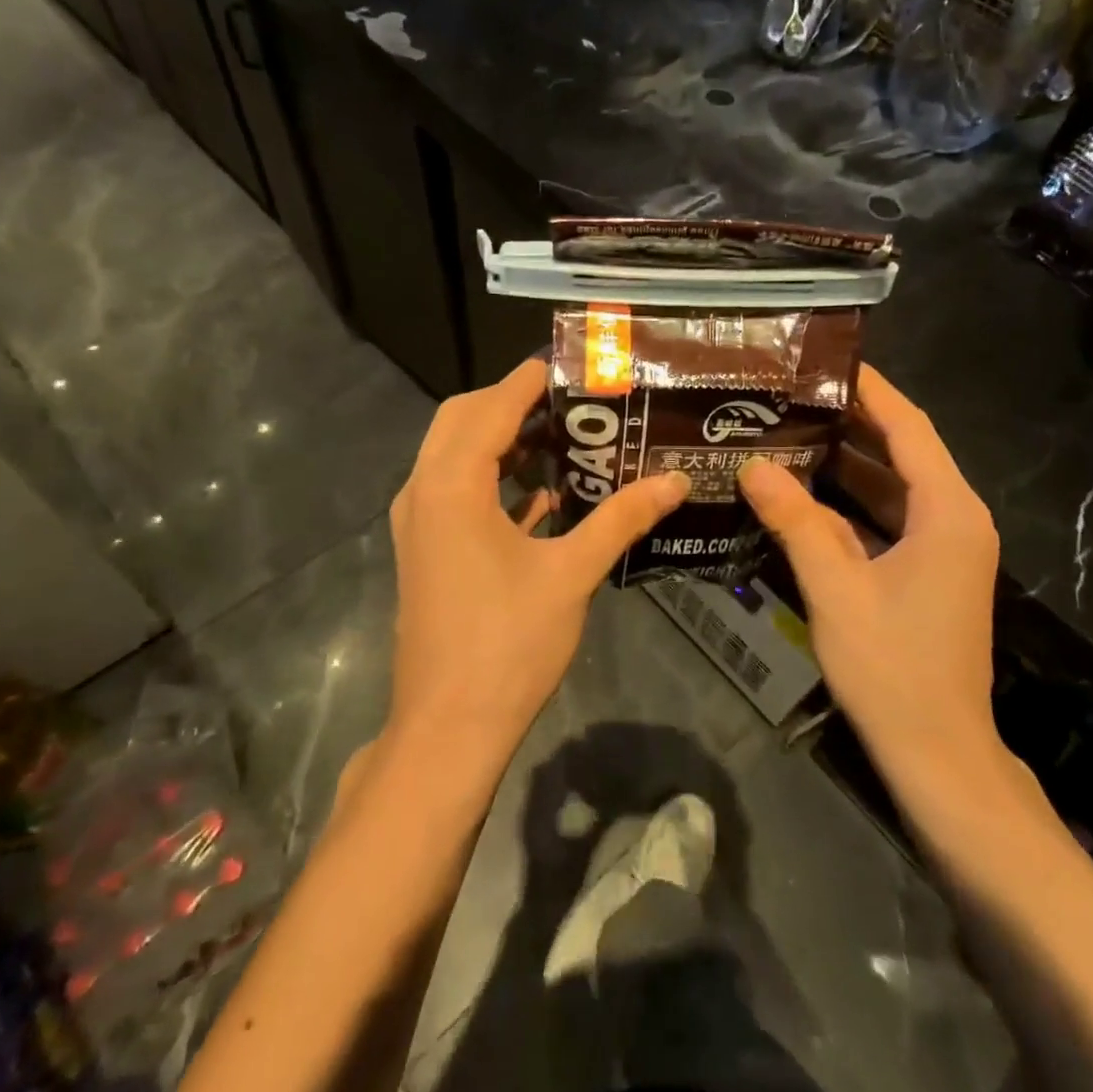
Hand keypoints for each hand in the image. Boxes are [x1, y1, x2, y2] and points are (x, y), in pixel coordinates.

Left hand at [387, 359, 689, 773]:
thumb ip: (622, 519)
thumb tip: (675, 481)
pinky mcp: (425, 551)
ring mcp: (417, 524)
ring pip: (454, 456)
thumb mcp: (572, 574)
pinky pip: (455, 492)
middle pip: (461, 421)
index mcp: (451, 486)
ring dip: (500, 440)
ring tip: (561, 438)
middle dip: (510, 403)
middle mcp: (422, 492)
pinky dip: (492, 479)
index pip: (490, 409)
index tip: (570, 364)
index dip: (528, 381)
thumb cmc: (508, 644)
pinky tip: (541, 495)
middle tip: (569, 402)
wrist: (449, 726)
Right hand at [738, 365, 1001, 777]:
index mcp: (948, 512)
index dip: (872, 391)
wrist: (938, 753)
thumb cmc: (894, 668)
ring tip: (790, 432)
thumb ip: (795, 522)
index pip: (910, 428)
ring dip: (848, 463)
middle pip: (903, 451)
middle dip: (852, 421)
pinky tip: (804, 495)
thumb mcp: (836, 589)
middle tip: (794, 394)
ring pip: (893, 487)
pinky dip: (851, 504)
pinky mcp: (929, 573)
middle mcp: (955, 519)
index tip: (828, 360)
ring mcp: (945, 548)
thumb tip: (754, 467)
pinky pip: (888, 520)